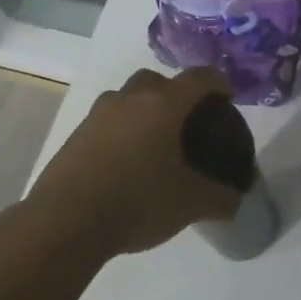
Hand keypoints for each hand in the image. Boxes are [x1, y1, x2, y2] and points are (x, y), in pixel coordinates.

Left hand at [26, 67, 245, 259]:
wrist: (65, 221)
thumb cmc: (137, 201)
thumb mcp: (190, 204)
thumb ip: (220, 198)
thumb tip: (235, 199)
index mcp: (163, 105)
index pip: (198, 78)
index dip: (218, 82)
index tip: (228, 97)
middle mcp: (129, 99)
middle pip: (157, 80)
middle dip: (175, 92)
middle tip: (187, 121)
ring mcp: (98, 114)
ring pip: (127, 98)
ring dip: (144, 109)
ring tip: (155, 142)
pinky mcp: (76, 135)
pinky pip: (108, 121)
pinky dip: (122, 130)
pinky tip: (127, 162)